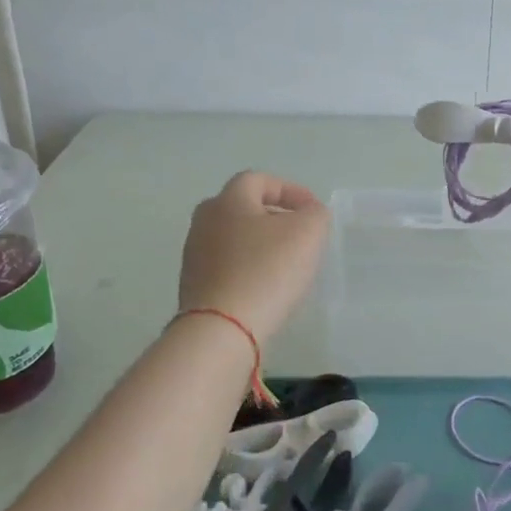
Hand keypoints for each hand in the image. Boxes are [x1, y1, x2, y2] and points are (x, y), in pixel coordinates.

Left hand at [177, 172, 330, 341]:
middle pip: (243, 208)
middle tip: (300, 234)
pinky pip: (227, 267)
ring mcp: (194, 256)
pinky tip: (266, 287)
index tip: (313, 210)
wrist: (222, 330)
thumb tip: (308, 214)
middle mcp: (204, 222)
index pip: (259, 180)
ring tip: (287, 263)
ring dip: (261, 244)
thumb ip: (315, 214)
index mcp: (228, 201)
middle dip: (273, 216)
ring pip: (234, 239)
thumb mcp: (308, 232)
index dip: (290, 190)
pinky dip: (249, 268)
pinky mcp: (194, 287)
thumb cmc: (267, 270)